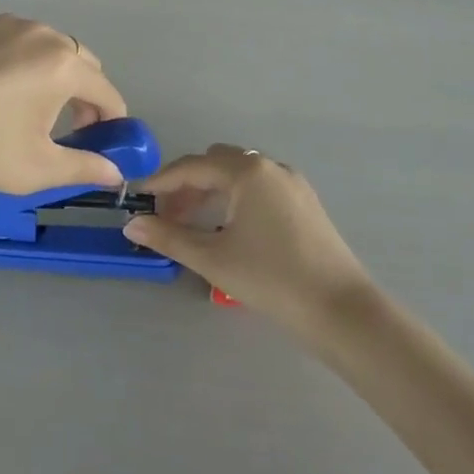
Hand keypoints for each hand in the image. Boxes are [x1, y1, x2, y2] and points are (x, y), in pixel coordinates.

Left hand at [0, 15, 127, 194]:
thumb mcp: (35, 168)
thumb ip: (83, 168)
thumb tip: (116, 173)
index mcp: (63, 64)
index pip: (107, 92)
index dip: (112, 123)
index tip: (101, 147)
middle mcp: (44, 34)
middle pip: (84, 66)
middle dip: (87, 98)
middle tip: (68, 133)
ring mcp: (11, 25)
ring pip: (54, 51)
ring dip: (58, 80)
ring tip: (32, 115)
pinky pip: (25, 44)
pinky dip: (30, 66)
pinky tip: (2, 95)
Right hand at [123, 146, 375, 331]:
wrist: (341, 310)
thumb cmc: (271, 279)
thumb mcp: (213, 259)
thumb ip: (169, 237)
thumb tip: (132, 224)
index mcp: (246, 171)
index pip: (192, 166)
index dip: (161, 181)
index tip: (137, 197)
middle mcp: (269, 166)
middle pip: (216, 163)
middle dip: (186, 184)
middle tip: (165, 215)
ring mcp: (291, 183)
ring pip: (239, 174)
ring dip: (211, 191)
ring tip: (191, 223)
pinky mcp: (304, 202)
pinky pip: (259, 187)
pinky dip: (235, 197)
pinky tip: (228, 227)